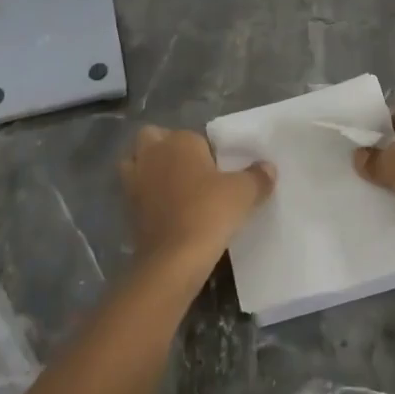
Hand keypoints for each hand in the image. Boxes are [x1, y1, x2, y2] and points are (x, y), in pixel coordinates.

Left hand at [120, 127, 273, 285]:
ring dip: (148, 169)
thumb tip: (268, 167)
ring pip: (136, 162)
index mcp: (179, 141)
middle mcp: (152, 153)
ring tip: (172, 187)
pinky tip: (165, 211)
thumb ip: (258, 176)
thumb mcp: (244, 193)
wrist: (173, 258)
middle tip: (190, 170)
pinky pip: (135, 191)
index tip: (218, 170)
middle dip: (165, 148)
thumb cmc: (209, 212)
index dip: (205, 151)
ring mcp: (134, 180)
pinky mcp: (126, 207)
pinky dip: (145, 196)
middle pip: (153, 138)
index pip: (193, 136)